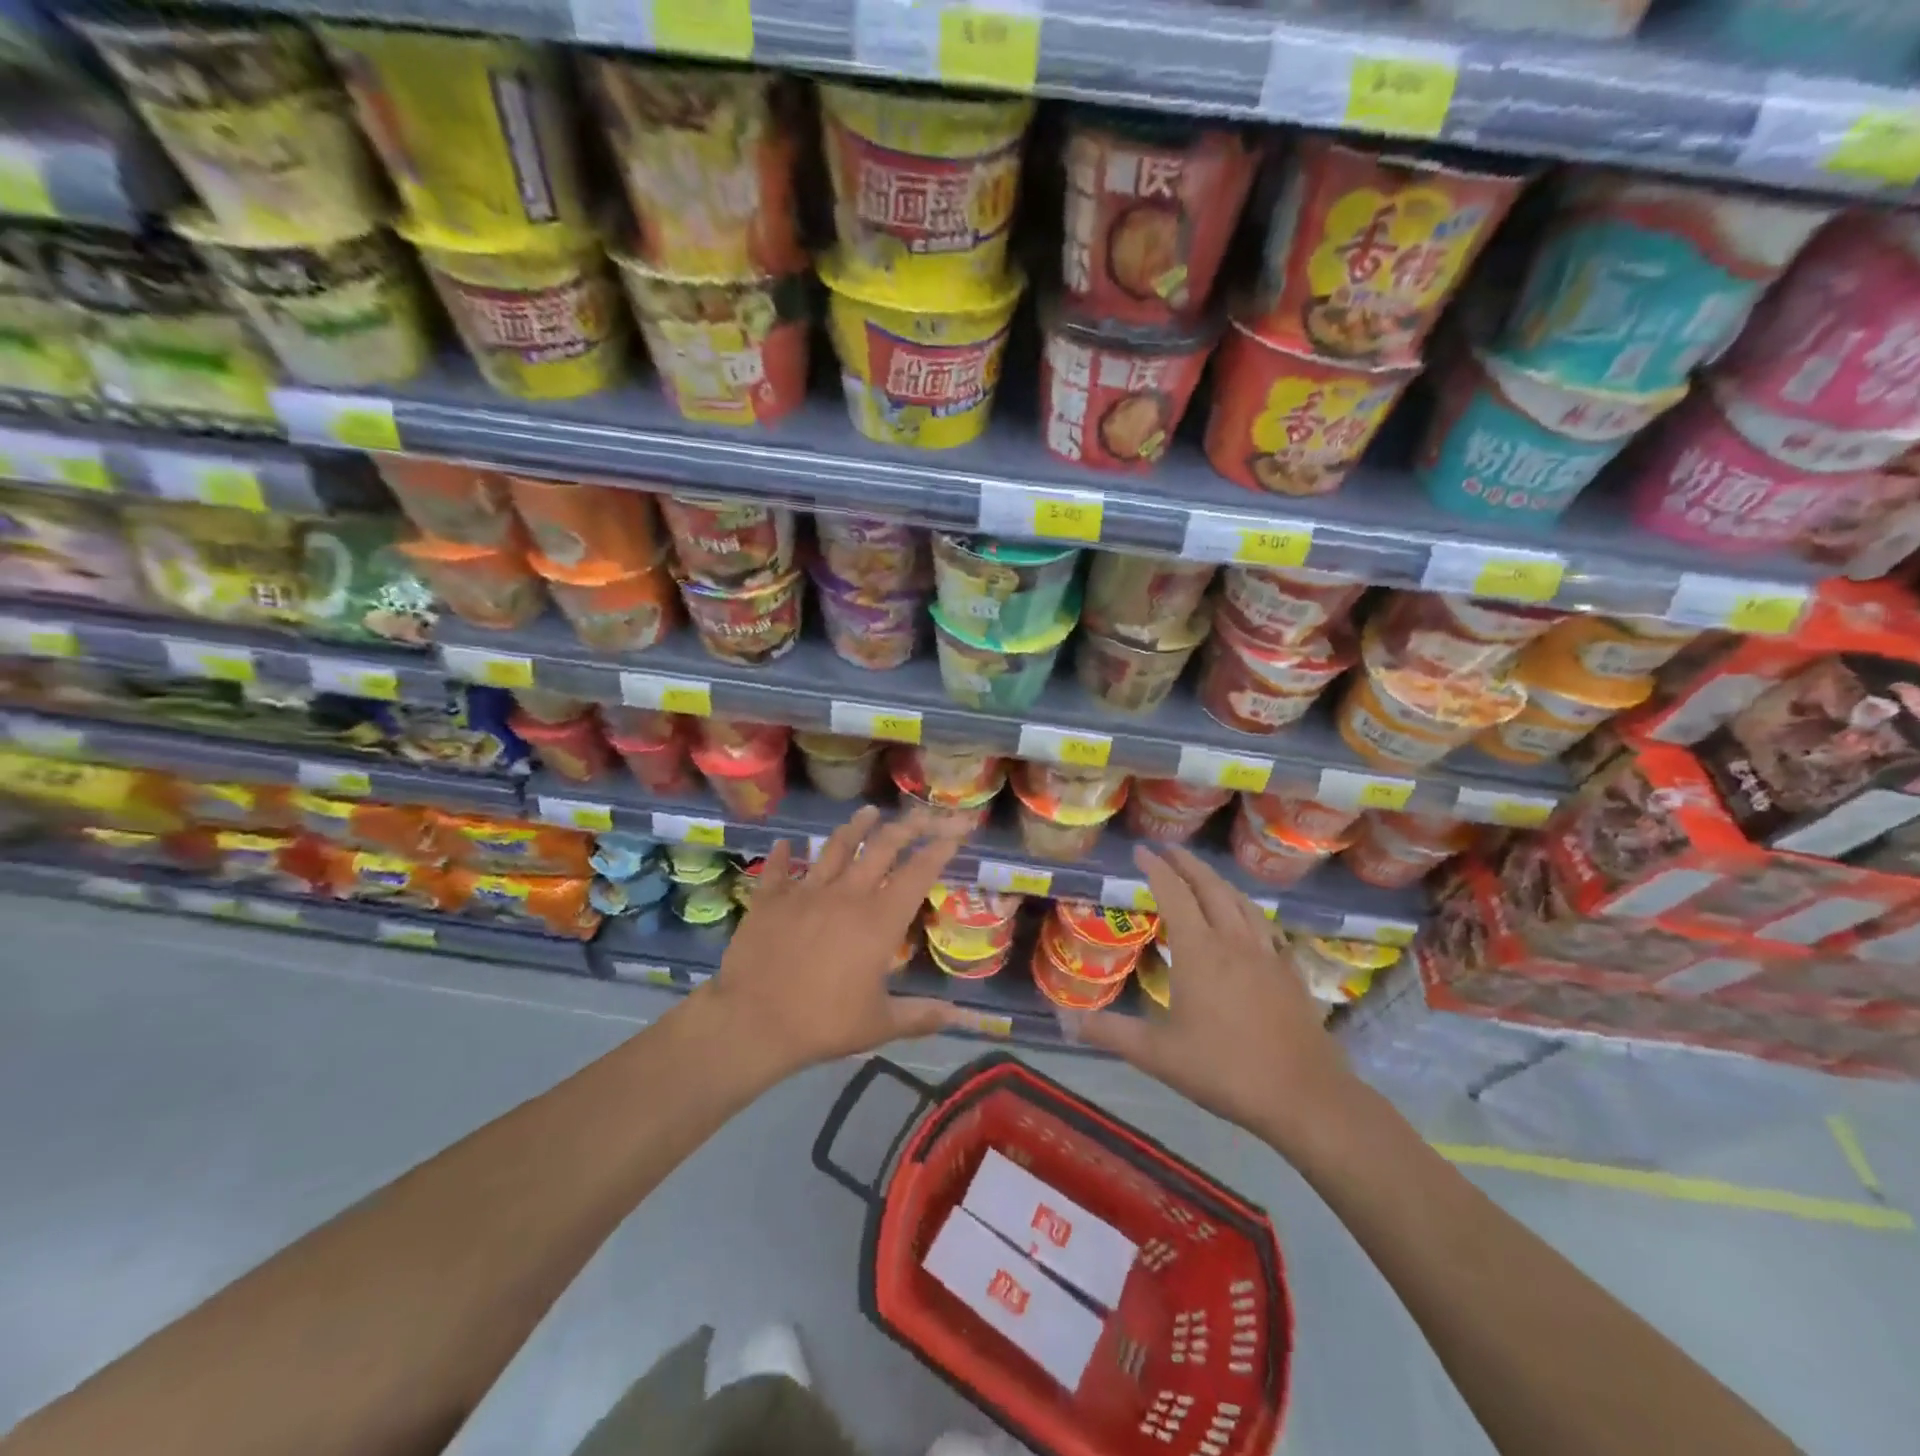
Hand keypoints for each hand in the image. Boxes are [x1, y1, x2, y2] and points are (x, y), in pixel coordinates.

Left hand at [698, 805, 970, 1078]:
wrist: (753, 1021)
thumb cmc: (823, 1023)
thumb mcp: (879, 1025)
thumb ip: (921, 1016)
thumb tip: (959, 1016)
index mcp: (879, 920)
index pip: (919, 872)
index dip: (941, 848)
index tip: (957, 830)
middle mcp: (847, 894)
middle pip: (882, 847)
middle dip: (907, 826)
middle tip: (922, 814)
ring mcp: (806, 891)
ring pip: (836, 847)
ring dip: (855, 827)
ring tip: (868, 812)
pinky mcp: (771, 898)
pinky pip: (779, 868)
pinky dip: (784, 854)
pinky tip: (787, 843)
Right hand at [1078, 844, 1357, 1150]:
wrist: (1303, 1096)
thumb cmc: (1224, 1070)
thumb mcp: (1158, 1055)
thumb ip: (1112, 1033)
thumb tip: (1067, 1021)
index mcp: (1199, 951)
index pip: (1174, 894)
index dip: (1156, 869)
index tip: (1141, 851)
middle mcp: (1233, 941)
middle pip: (1211, 887)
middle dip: (1188, 864)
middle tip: (1170, 851)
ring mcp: (1266, 954)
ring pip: (1241, 902)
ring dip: (1218, 882)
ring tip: (1204, 876)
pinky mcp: (1289, 972)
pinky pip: (1264, 926)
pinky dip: (1247, 910)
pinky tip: (1247, 920)